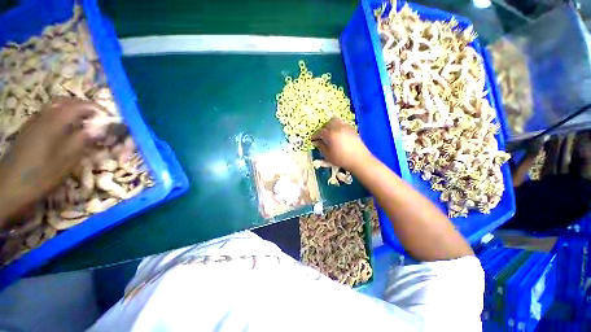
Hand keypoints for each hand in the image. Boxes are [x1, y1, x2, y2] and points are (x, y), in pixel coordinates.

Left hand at [0, 98, 103, 227]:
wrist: (9, 188)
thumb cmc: (41, 175)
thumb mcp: (67, 160)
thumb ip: (84, 139)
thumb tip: (102, 128)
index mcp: (54, 122)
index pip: (80, 106)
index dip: (98, 110)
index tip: (111, 119)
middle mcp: (43, 117)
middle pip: (66, 102)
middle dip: (85, 107)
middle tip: (99, 118)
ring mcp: (33, 123)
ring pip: (55, 107)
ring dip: (73, 111)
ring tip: (85, 123)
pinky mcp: (28, 131)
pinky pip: (47, 115)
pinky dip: (61, 117)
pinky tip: (65, 130)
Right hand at [312, 117, 372, 170]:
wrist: (359, 160)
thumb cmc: (341, 159)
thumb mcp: (328, 155)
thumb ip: (321, 147)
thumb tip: (317, 142)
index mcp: (330, 134)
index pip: (320, 132)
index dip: (315, 135)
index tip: (313, 139)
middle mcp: (337, 128)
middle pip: (328, 123)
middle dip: (323, 128)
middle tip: (321, 135)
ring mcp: (346, 127)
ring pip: (336, 121)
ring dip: (331, 126)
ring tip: (330, 134)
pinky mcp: (352, 129)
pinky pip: (342, 124)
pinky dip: (338, 127)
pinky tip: (338, 135)